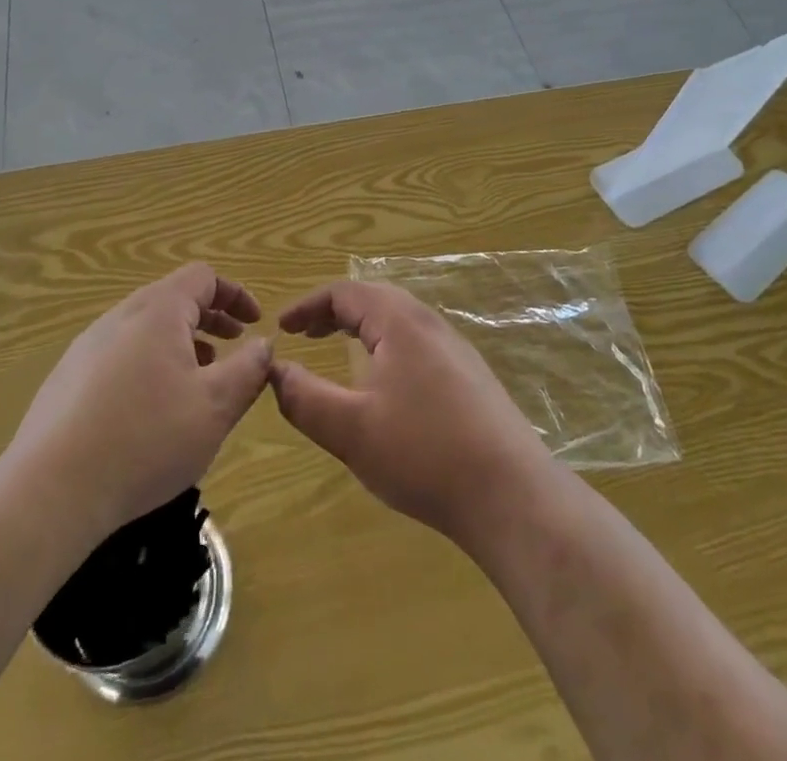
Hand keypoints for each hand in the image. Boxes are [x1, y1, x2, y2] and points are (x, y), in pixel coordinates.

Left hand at [6, 264, 271, 539]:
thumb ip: (248, 369)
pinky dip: (149, 364)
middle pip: (173, 299)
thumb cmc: (146, 439)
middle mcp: (120, 316)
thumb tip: (263, 345)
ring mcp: (87, 347)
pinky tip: (152, 411)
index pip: (203, 277)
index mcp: (158, 310)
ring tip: (198, 380)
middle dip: (210, 319)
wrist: (50, 492)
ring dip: (180, 343)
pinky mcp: (66, 380)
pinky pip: (120, 355)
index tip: (255, 325)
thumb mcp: (216, 406)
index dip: (235, 295)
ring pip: (145, 328)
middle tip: (234, 347)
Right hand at [269, 281, 554, 547]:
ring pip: (398, 321)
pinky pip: (417, 343)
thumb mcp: (350, 430)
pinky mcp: (470, 377)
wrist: (511, 494)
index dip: (308, 306)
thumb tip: (275, 370)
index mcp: (400, 322)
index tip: (282, 328)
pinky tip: (384, 384)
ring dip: (362, 328)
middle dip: (334, 312)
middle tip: (305, 334)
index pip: (345, 292)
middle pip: (374, 299)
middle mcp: (430, 323)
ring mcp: (456, 349)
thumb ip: (303, 398)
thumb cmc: (424, 454)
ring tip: (338, 350)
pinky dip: (387, 347)